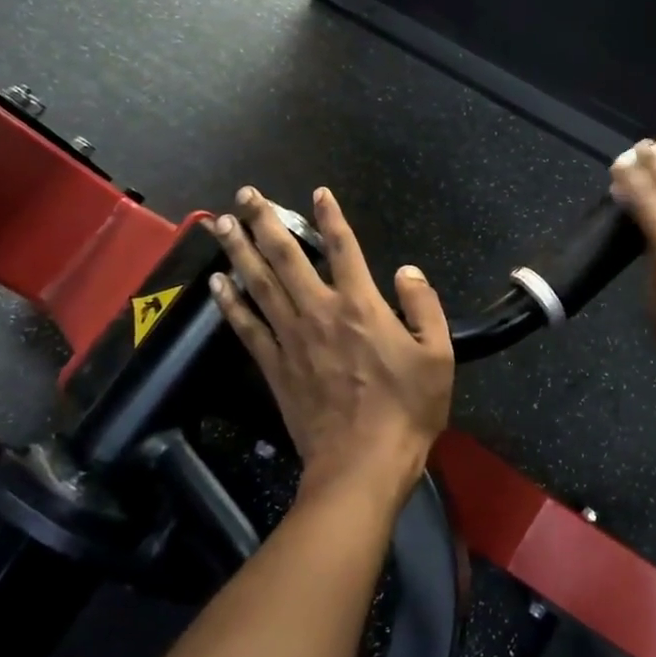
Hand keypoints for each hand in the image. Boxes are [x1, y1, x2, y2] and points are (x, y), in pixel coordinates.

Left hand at [208, 186, 453, 516]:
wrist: (362, 464)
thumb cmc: (407, 409)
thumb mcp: (438, 355)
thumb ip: (424, 306)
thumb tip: (405, 271)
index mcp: (362, 307)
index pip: (344, 249)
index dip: (331, 217)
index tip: (317, 192)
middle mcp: (320, 313)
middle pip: (287, 258)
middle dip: (266, 222)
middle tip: (246, 194)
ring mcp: (292, 340)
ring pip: (260, 285)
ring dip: (240, 251)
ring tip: (221, 223)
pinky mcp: (274, 367)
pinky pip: (247, 327)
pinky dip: (230, 303)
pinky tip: (216, 283)